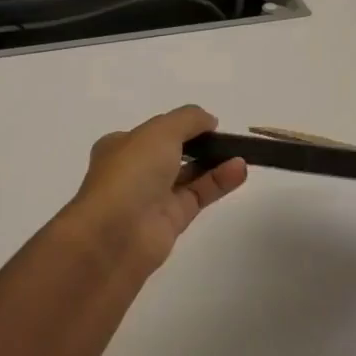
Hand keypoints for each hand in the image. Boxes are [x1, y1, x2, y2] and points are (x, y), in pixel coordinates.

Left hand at [55, 105, 247, 277]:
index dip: (180, 126)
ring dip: (214, 163)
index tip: (208, 123)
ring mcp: (152, 198)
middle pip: (172, 153)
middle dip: (199, 145)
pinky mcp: (170, 222)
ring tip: (242, 153)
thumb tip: (209, 120)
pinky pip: (198, 196)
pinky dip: (219, 182)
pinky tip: (239, 170)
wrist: (113, 236)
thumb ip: (188, 120)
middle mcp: (135, 171)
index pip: (154, 132)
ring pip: (188, 176)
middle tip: (228, 139)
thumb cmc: (130, 173)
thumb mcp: (160, 131)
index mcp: (120, 146)